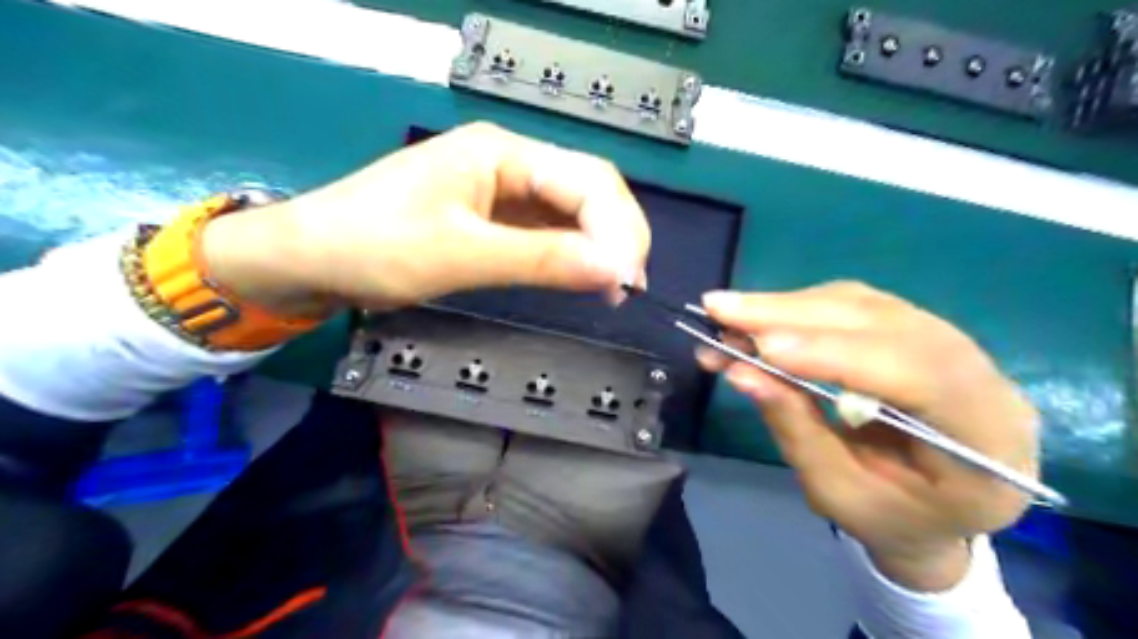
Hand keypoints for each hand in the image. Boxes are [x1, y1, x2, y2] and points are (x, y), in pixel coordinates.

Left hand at [200, 122, 652, 316]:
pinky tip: (586, 278)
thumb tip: (613, 269)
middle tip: (629, 284)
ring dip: (599, 247)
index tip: (627, 277)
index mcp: (502, 153)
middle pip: (587, 190)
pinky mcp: (495, 220)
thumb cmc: (373, 246)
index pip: (587, 179)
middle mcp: (509, 164)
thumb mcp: (460, 254)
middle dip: (617, 235)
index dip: (617, 227)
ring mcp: (502, 192)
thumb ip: (540, 260)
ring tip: (616, 287)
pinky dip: (572, 256)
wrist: (311, 259)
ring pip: (572, 212)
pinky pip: (548, 232)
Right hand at [695, 283, 1038, 591]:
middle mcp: (982, 376)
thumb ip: (795, 429)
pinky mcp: (915, 331)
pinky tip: (762, 317)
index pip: (917, 373)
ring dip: (788, 305)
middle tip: (720, 309)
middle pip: (886, 322)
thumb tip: (740, 372)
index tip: (761, 347)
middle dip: (793, 314)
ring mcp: (953, 344)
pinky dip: (800, 307)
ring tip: (729, 313)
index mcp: (986, 438)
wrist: (934, 512)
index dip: (836, 353)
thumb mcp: (837, 492)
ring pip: (865, 304)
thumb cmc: (890, 517)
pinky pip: (856, 304)